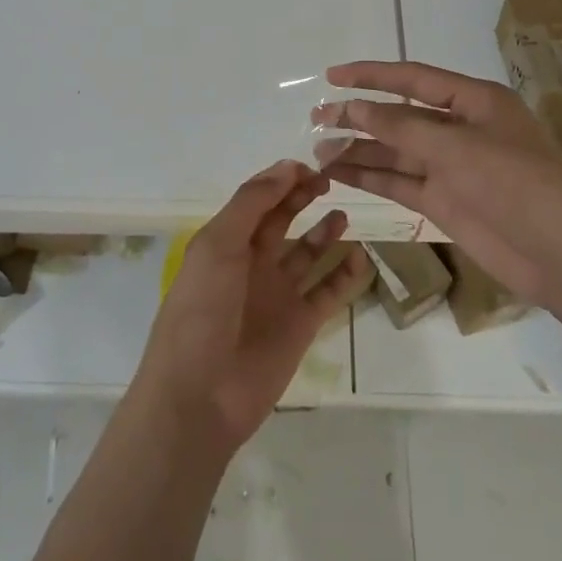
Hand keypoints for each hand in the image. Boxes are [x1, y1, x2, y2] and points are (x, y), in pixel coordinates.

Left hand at [132, 160, 369, 454]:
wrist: (201, 393)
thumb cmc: (202, 310)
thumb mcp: (218, 245)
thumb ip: (252, 204)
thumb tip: (286, 167)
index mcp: (226, 242)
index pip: (257, 201)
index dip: (280, 181)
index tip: (309, 167)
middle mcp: (252, 263)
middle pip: (281, 221)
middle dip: (301, 198)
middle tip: (328, 181)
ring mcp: (277, 294)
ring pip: (307, 254)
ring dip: (324, 233)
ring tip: (343, 215)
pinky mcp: (300, 325)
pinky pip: (328, 292)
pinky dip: (345, 275)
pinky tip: (360, 256)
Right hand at [322, 61, 561, 309]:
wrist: (560, 254)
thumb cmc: (515, 183)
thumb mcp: (457, 147)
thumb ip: (402, 127)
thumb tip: (355, 108)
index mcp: (473, 101)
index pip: (413, 78)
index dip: (371, 75)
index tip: (331, 77)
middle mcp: (460, 129)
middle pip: (399, 116)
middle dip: (358, 115)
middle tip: (315, 119)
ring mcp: (451, 167)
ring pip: (395, 151)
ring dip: (358, 149)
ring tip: (316, 151)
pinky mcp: (445, 201)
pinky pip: (400, 182)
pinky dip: (371, 177)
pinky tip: (340, 174)